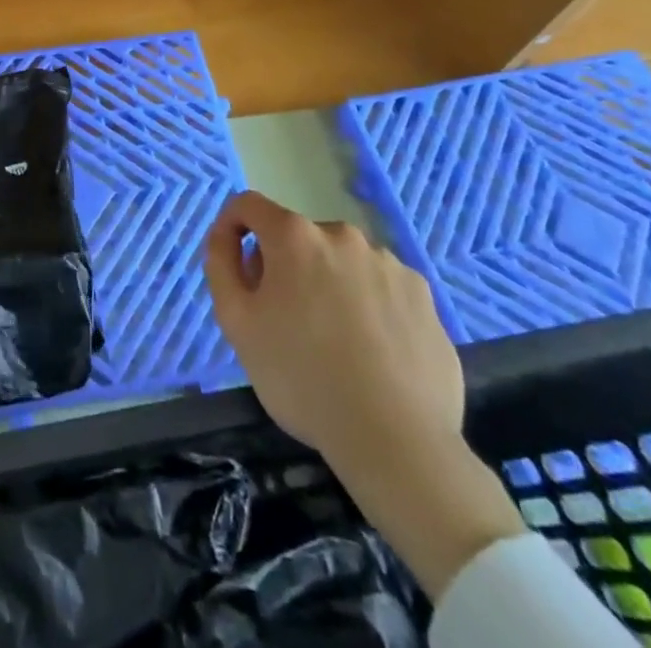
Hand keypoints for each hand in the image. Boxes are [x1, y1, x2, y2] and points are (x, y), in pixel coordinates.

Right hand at [203, 192, 522, 597]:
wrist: (397, 444)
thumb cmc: (303, 381)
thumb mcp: (239, 325)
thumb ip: (224, 264)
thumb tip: (229, 234)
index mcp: (295, 236)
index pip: (249, 206)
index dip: (234, 231)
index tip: (236, 265)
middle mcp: (342, 234)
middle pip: (297, 237)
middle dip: (283, 267)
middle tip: (285, 323)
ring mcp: (389, 263)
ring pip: (341, 263)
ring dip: (327, 288)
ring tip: (334, 348)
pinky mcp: (425, 296)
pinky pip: (380, 288)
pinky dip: (368, 308)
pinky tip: (373, 357)